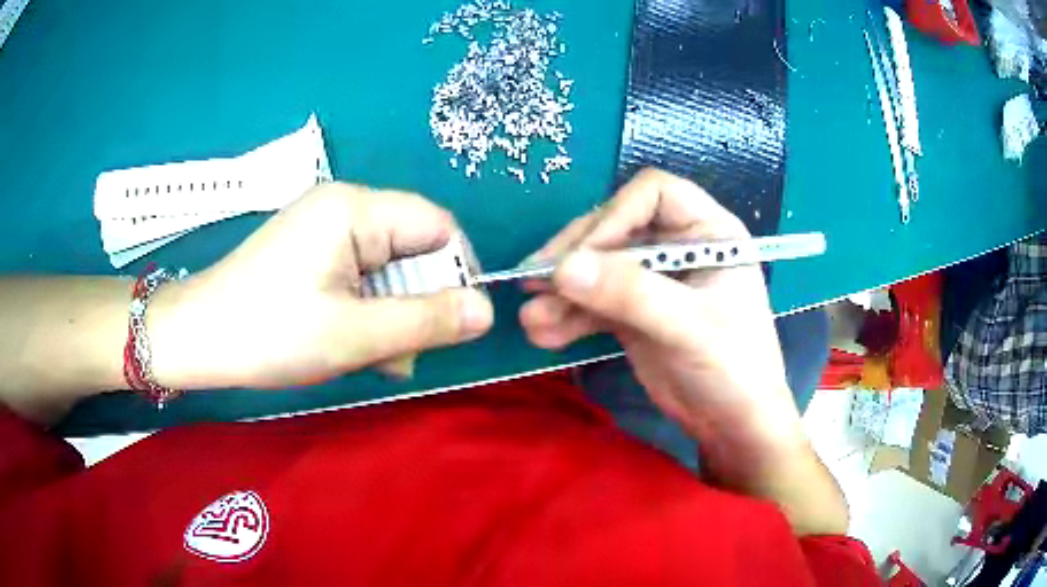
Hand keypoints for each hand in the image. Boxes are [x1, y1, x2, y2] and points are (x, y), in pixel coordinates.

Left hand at [149, 183, 493, 389]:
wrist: (197, 338)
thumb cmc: (270, 332)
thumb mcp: (355, 334)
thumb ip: (427, 320)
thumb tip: (487, 310)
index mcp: (355, 209)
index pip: (438, 226)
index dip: (456, 273)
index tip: (453, 324)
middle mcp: (343, 207)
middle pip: (412, 248)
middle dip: (415, 304)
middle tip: (397, 355)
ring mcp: (323, 229)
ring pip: (387, 269)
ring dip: (389, 315)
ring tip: (368, 357)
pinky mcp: (310, 252)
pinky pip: (359, 276)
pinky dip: (365, 311)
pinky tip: (349, 343)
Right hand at [521, 169, 799, 450]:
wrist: (732, 424)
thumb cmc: (733, 367)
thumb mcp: (688, 326)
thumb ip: (630, 294)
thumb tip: (561, 268)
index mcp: (707, 231)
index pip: (654, 193)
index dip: (614, 215)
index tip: (581, 255)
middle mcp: (677, 246)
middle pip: (615, 229)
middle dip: (574, 258)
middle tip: (531, 281)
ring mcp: (653, 280)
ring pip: (598, 268)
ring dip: (562, 293)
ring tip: (531, 319)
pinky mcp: (635, 312)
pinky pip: (594, 303)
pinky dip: (568, 316)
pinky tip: (544, 334)